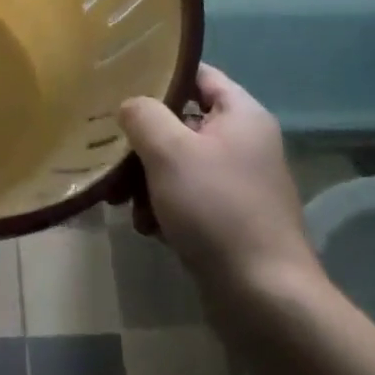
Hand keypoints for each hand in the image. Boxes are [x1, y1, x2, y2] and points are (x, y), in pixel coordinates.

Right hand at [118, 65, 324, 302]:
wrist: (265, 300)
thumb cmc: (217, 210)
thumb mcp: (169, 151)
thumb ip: (143, 115)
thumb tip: (130, 105)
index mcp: (242, 115)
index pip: (197, 74)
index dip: (159, 74)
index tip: (119, 82)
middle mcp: (244, 143)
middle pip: (181, 122)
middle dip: (142, 139)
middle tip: (109, 150)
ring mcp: (238, 184)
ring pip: (178, 163)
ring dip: (145, 178)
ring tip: (121, 200)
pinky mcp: (229, 220)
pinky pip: (186, 198)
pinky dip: (163, 207)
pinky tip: (146, 228)